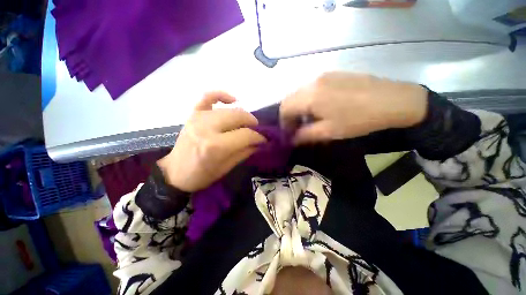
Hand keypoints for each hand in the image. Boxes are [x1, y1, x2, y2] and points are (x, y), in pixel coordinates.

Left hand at [157, 92, 266, 191]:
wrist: (175, 173)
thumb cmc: (202, 175)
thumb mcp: (227, 168)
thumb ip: (245, 152)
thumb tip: (260, 142)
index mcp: (215, 146)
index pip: (245, 135)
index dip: (258, 137)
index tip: (264, 139)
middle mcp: (207, 127)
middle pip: (238, 116)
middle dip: (252, 123)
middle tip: (256, 130)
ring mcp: (198, 118)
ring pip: (228, 109)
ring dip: (242, 115)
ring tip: (246, 123)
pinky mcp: (193, 114)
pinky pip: (208, 96)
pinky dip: (222, 95)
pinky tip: (233, 100)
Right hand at [280, 72, 427, 144]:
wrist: (393, 100)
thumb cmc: (358, 119)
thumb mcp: (329, 132)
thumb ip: (305, 135)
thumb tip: (292, 139)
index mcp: (310, 96)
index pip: (284, 108)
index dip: (283, 122)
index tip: (289, 133)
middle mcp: (312, 82)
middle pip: (289, 98)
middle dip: (289, 115)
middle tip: (297, 127)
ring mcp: (323, 76)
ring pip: (299, 92)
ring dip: (298, 107)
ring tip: (308, 119)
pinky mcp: (332, 74)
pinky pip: (311, 88)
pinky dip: (307, 99)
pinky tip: (319, 108)